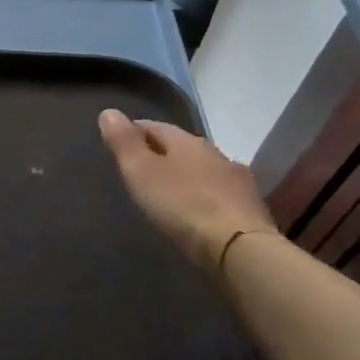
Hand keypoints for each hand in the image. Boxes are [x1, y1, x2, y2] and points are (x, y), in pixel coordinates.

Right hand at [98, 109, 279, 274]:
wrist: (240, 247)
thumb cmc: (181, 205)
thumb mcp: (141, 171)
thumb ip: (124, 142)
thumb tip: (109, 112)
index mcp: (187, 141)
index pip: (155, 126)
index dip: (134, 131)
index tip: (118, 142)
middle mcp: (215, 153)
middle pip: (181, 146)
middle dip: (161, 152)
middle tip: (140, 167)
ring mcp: (237, 180)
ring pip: (203, 168)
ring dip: (185, 174)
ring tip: (167, 189)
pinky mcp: (250, 208)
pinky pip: (218, 192)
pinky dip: (203, 194)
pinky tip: (196, 208)